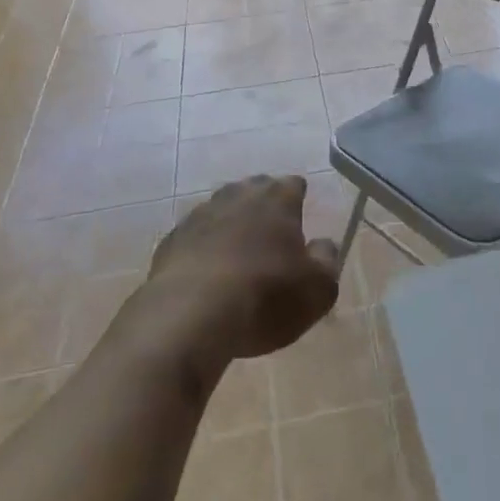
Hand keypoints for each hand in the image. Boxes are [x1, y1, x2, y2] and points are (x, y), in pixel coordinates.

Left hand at [146, 175, 341, 362]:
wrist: (189, 316)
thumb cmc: (264, 297)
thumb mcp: (317, 290)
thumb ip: (327, 261)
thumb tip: (324, 245)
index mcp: (277, 197)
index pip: (293, 184)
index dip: (298, 201)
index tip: (300, 223)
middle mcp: (238, 194)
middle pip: (256, 190)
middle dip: (264, 208)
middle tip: (271, 239)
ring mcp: (200, 214)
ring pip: (223, 211)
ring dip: (231, 228)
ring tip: (237, 260)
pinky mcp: (172, 240)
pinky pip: (195, 238)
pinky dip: (203, 250)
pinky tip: (206, 278)